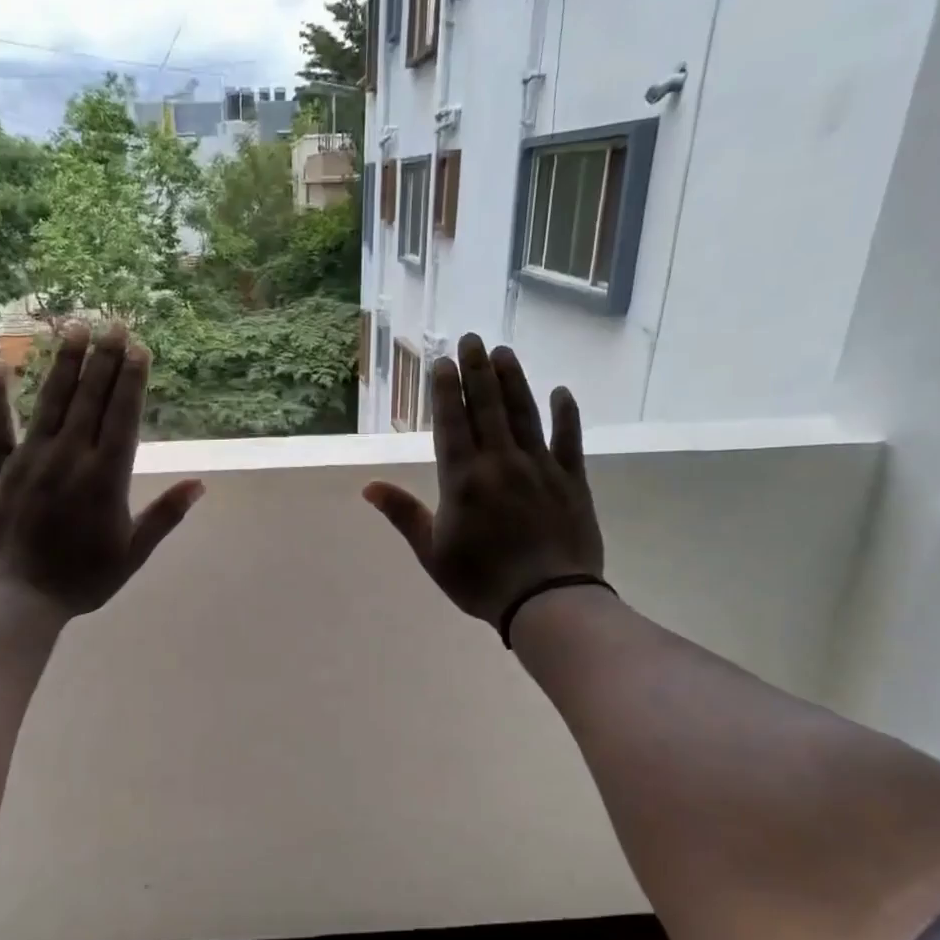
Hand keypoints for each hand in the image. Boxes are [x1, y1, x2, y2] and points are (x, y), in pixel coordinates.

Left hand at [0, 322, 204, 616]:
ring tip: (74, 327)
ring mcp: (30, 457)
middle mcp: (70, 456)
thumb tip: (200, 484)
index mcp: (106, 477)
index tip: (138, 347)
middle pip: (90, 398)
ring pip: (51, 400)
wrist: (13, 598)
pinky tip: (1, 364)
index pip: (123, 416)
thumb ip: (165, 516)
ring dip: (64, 362)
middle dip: (104, 358)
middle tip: (112, 323)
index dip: (131, 379)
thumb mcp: (132, 553)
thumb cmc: (80, 580)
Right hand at [363, 333, 603, 626]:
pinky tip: (561, 392)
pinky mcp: (571, 480)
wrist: (547, 600)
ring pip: (524, 414)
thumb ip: (403, 514)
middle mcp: (500, 462)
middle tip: (472, 338)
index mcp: (463, 479)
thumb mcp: (431, 552)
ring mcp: (539, 468)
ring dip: (513, 381)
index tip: (444, 360)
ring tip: (504, 353)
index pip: (451, 423)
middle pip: (487, 407)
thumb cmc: (480, 581)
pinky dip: (565, 414)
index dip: (446, 390)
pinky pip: (568, 439)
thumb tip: (368, 486)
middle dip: (477, 370)